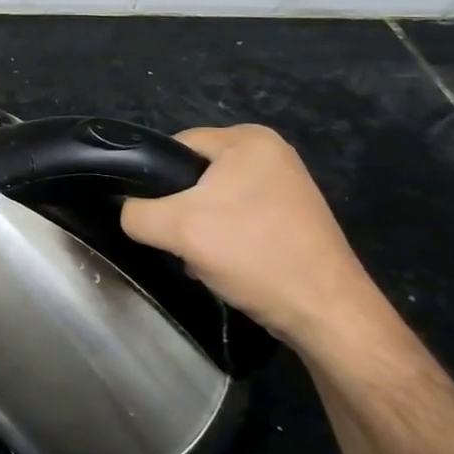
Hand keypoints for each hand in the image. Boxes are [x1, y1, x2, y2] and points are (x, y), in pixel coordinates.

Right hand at [119, 125, 385, 353]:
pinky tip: (224, 267)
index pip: (177, 145)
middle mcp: (271, 153)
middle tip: (176, 241)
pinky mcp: (293, 218)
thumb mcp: (177, 229)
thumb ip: (136, 213)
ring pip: (215, 200)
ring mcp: (286, 186)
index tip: (151, 214)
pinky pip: (239, 218)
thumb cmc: (253, 254)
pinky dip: (225, 240)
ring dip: (200, 229)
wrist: (327, 314)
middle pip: (195, 174)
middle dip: (179, 210)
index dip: (155, 178)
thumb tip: (126, 211)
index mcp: (248, 139)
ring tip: (199, 258)